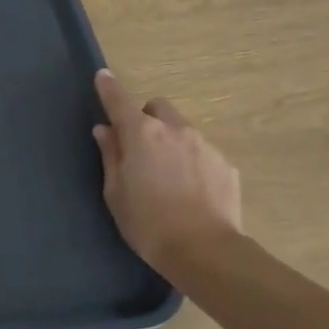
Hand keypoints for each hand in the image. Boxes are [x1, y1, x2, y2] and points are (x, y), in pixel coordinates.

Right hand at [93, 69, 242, 271]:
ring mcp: (204, 145)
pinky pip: (202, 153)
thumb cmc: (147, 223)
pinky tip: (190, 191)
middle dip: (146, 118)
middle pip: (157, 108)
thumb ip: (111, 155)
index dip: (109, 87)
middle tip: (139, 147)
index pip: (119, 100)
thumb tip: (106, 130)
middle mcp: (174, 130)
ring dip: (170, 141)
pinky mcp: (225, 164)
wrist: (204, 251)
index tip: (102, 77)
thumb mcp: (115, 192)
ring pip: (182, 130)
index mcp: (141, 134)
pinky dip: (192, 162)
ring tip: (168, 177)